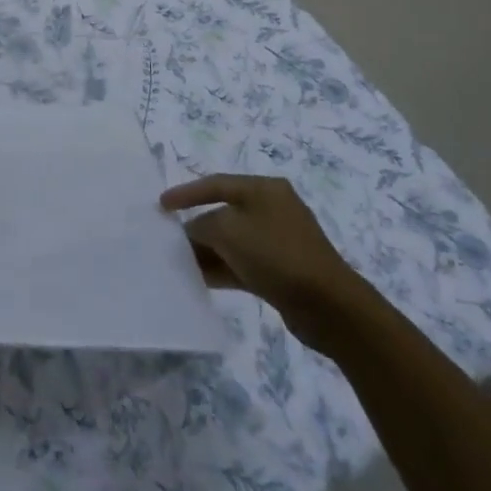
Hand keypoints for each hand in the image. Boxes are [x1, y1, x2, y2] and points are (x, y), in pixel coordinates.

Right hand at [161, 175, 374, 351]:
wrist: (329, 306)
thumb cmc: (276, 254)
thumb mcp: (228, 231)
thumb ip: (201, 226)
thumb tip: (193, 232)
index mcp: (264, 188)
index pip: (216, 183)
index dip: (186, 193)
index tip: (161, 205)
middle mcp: (272, 208)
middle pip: (224, 212)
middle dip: (196, 226)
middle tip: (169, 238)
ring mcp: (279, 240)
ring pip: (233, 240)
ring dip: (207, 250)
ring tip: (179, 262)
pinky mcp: (282, 270)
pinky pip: (243, 262)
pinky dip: (222, 268)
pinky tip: (201, 279)